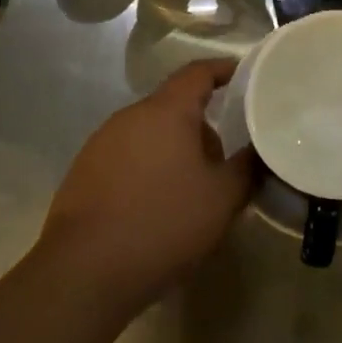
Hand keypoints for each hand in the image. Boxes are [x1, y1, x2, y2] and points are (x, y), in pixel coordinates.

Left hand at [38, 59, 253, 312]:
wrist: (82, 273)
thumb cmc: (163, 223)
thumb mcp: (222, 199)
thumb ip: (247, 168)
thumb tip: (259, 150)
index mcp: (166, 111)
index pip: (197, 72)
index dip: (222, 69)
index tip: (243, 76)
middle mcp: (130, 116)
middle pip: (173, 107)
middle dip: (201, 127)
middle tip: (223, 160)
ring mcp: (101, 143)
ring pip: (149, 134)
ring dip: (173, 151)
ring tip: (191, 190)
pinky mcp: (82, 172)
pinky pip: (126, 158)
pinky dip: (146, 170)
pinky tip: (154, 208)